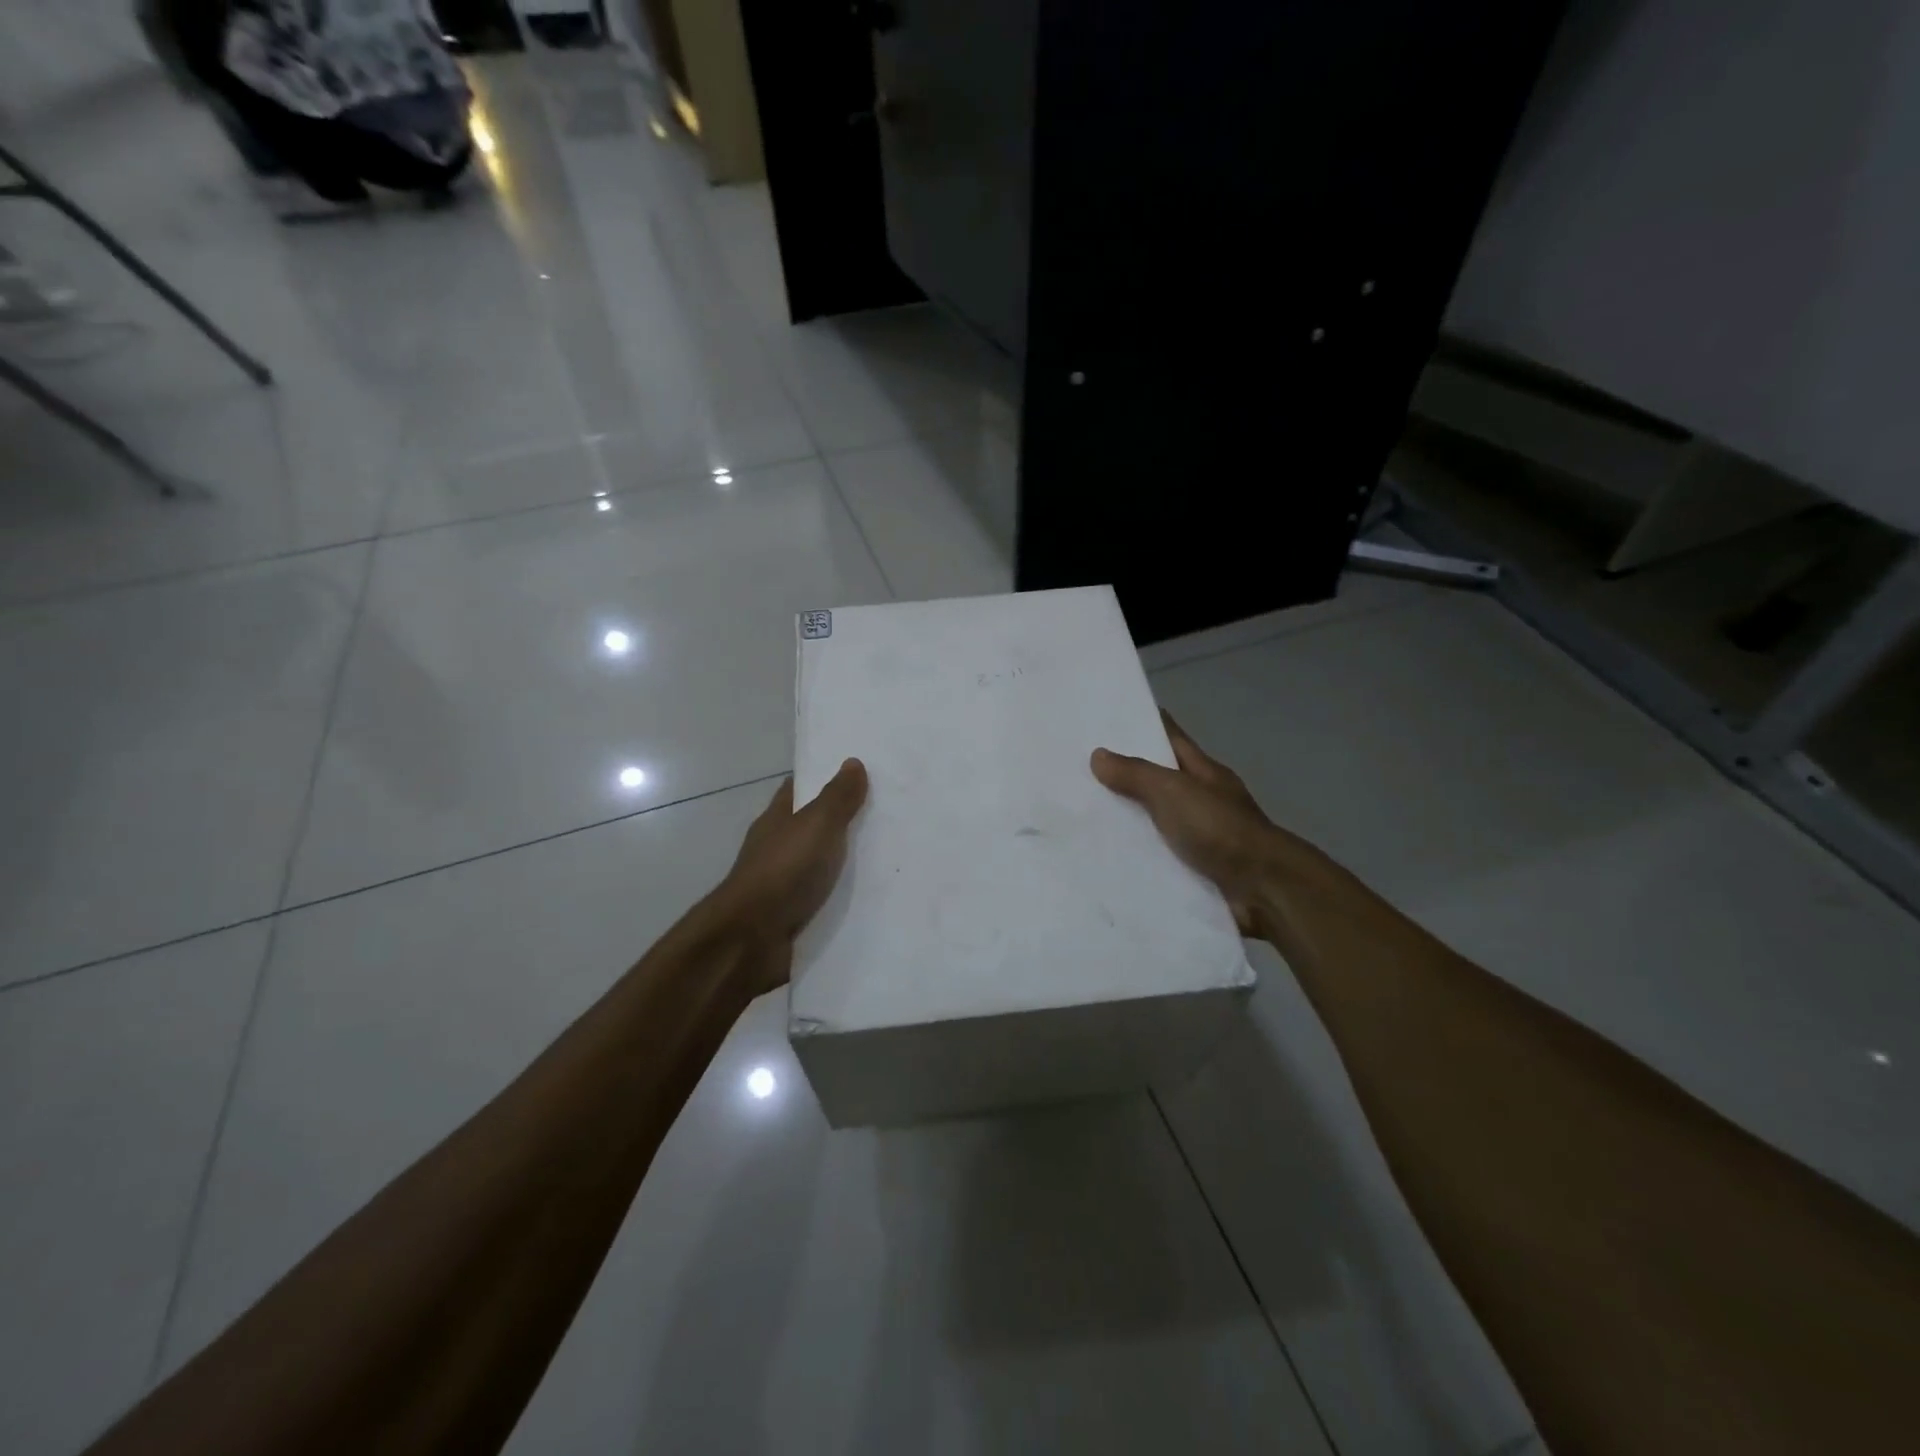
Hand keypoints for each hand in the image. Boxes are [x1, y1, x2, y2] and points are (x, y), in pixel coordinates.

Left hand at [715, 759, 868, 992]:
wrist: (753, 940)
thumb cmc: (784, 871)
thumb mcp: (817, 825)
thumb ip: (837, 797)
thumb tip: (852, 762)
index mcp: (776, 820)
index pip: (798, 789)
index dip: (822, 778)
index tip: (856, 774)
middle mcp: (775, 848)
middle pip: (810, 826)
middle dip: (841, 820)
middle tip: (885, 815)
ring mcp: (780, 884)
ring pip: (817, 864)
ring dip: (843, 861)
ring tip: (888, 856)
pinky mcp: (790, 917)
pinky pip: (822, 898)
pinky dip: (840, 895)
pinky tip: (870, 897)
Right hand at [1091, 713, 1280, 935]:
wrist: (1262, 889)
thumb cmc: (1219, 829)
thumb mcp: (1173, 792)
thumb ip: (1136, 774)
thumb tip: (1098, 755)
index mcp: (1203, 771)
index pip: (1169, 737)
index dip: (1142, 725)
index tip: (1106, 719)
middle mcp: (1202, 798)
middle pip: (1159, 778)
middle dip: (1124, 774)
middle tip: (1078, 769)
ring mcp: (1201, 834)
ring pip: (1155, 818)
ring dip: (1127, 818)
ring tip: (1081, 813)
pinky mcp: (1194, 868)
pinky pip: (1157, 854)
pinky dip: (1136, 853)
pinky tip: (1105, 855)